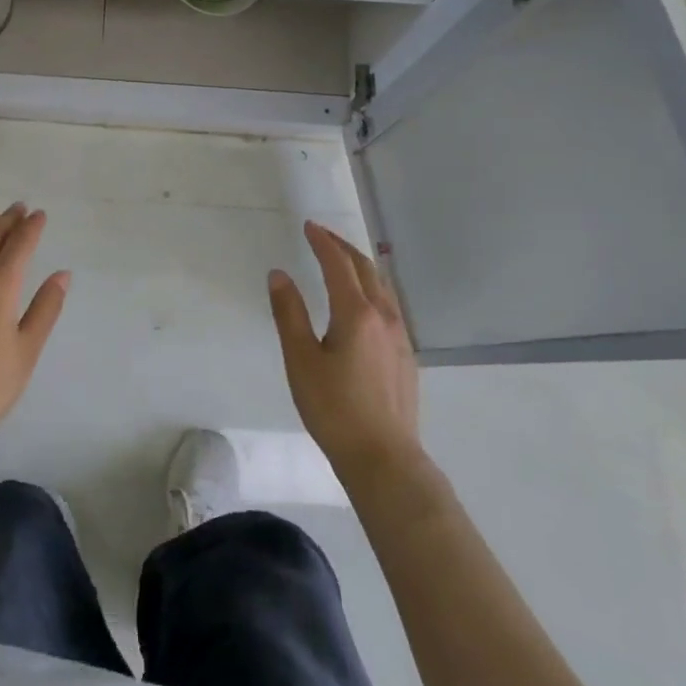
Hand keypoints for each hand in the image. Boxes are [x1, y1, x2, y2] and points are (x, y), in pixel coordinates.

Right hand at [269, 221, 421, 478]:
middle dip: (343, 248)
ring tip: (343, 261)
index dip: (323, 242)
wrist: (385, 459)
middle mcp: (384, 316)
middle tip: (323, 236)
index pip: (338, 264)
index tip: (309, 226)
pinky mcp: (406, 356)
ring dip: (361, 266)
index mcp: (356, 313)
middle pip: (365, 269)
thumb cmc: (335, 409)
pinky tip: (365, 303)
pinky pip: (389, 306)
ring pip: (382, 287)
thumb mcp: (301, 360)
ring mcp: (400, 336)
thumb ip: (289, 313)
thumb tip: (279, 274)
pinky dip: (372, 288)